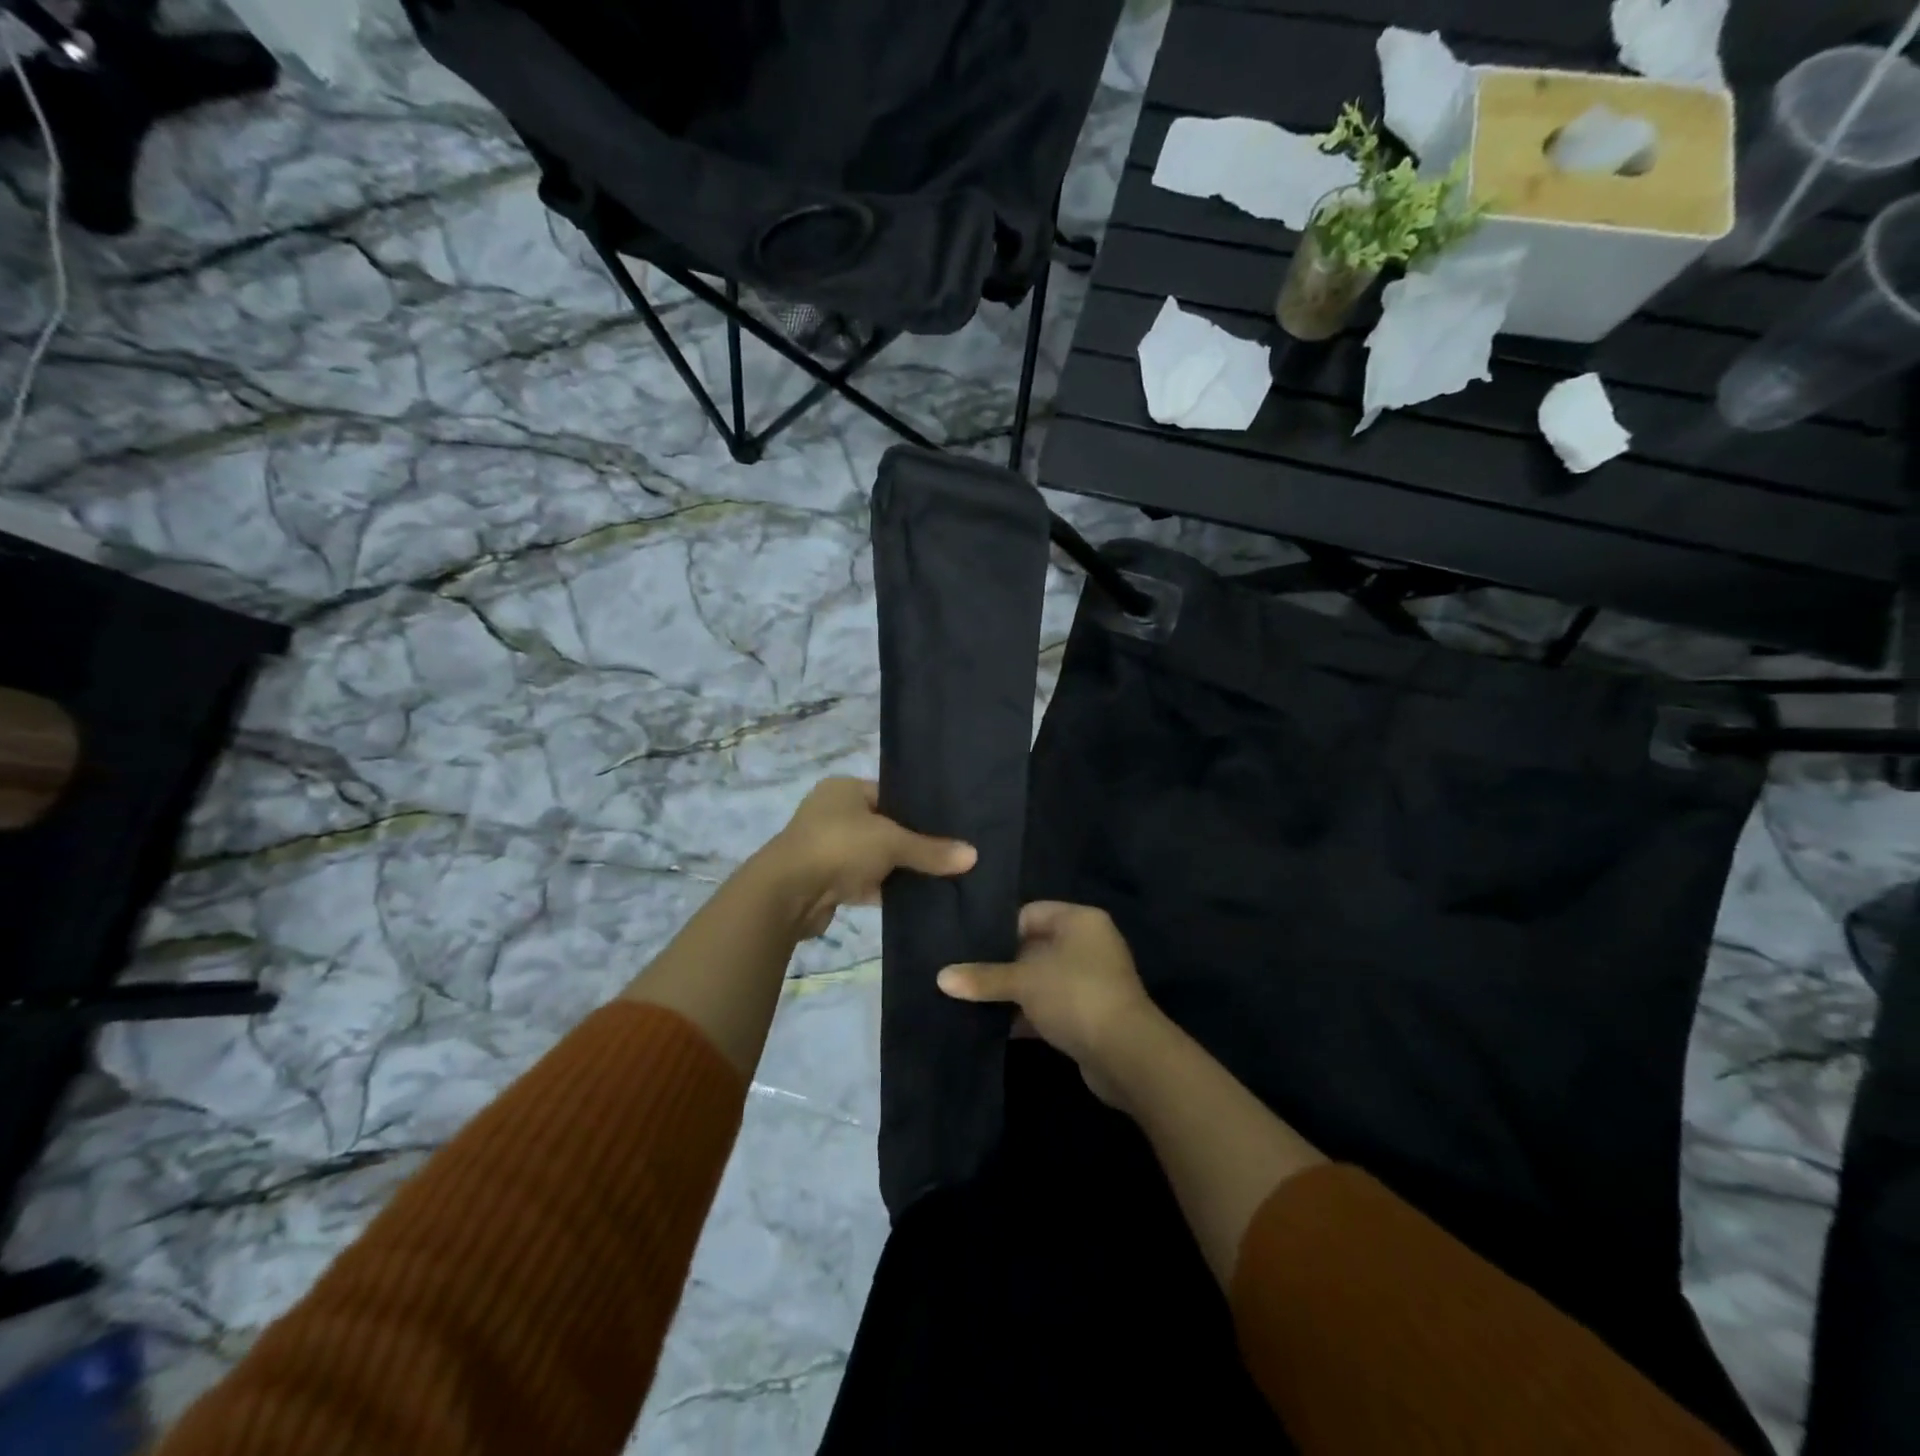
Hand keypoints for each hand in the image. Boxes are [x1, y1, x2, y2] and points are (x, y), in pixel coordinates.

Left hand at [757, 778, 976, 937]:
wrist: (786, 895)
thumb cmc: (839, 847)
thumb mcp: (891, 842)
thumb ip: (931, 850)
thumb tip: (973, 855)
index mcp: (843, 789)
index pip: (890, 794)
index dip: (918, 810)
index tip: (949, 826)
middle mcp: (832, 813)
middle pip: (883, 827)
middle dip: (911, 842)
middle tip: (949, 854)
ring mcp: (827, 848)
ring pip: (874, 857)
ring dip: (897, 869)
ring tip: (940, 877)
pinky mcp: (825, 881)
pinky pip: (864, 882)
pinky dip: (884, 890)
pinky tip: (915, 899)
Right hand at [938, 902, 1163, 1106]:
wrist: (1127, 1055)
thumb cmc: (1075, 996)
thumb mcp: (1023, 982)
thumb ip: (983, 977)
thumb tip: (941, 978)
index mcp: (1079, 920)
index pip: (1029, 913)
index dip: (999, 930)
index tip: (967, 948)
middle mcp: (1089, 944)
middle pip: (1034, 947)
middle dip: (1003, 964)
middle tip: (964, 974)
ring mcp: (1092, 980)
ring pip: (1042, 979)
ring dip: (1015, 993)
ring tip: (973, 1001)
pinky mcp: (1091, 1014)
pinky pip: (1052, 1006)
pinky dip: (1029, 1015)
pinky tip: (998, 1027)